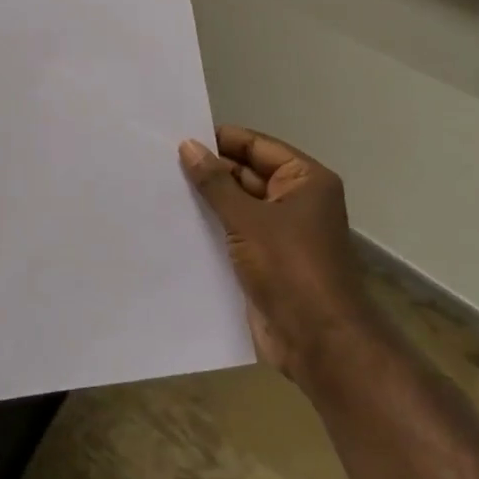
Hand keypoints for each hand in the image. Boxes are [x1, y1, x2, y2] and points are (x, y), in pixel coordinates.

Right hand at [180, 127, 374, 381]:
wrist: (318, 341)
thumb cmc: (289, 268)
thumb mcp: (247, 219)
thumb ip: (215, 183)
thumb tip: (188, 146)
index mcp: (305, 180)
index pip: (257, 146)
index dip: (220, 141)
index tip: (178, 137)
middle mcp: (296, 201)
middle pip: (247, 174)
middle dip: (209, 172)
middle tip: (160, 164)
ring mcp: (281, 233)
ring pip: (238, 206)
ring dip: (207, 202)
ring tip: (160, 190)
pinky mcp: (266, 261)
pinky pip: (235, 235)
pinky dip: (211, 229)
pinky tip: (176, 225)